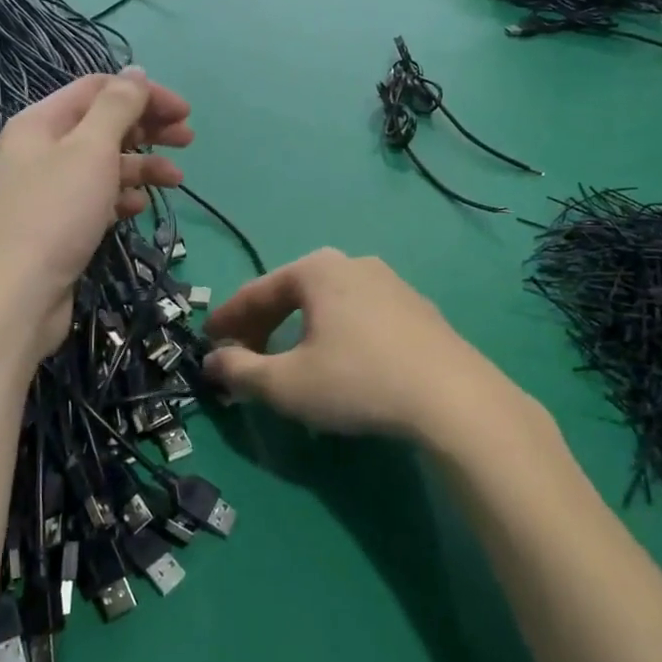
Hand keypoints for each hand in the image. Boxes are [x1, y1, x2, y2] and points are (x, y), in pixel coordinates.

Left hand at [0, 67, 192, 358]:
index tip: (184, 112)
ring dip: (142, 166)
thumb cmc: (55, 213)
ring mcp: (51, 190)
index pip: (98, 89)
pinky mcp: (60, 225)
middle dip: (148, 128)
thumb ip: (118, 106)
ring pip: (105, 164)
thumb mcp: (90, 148)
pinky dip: (122, 197)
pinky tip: (139, 207)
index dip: (144, 94)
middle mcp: (43, 150)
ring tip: (176, 180)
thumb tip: (136, 72)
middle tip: (189, 139)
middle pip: (104, 125)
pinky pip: (98, 198)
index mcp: (42, 122)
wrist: (15, 295)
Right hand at [204, 249, 491, 439]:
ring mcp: (391, 283)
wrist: (453, 398)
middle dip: (263, 325)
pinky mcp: (417, 308)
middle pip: (292, 293)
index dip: (228, 319)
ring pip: (327, 304)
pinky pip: (359, 316)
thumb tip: (213, 361)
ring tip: (289, 362)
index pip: (256, 292)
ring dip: (299, 330)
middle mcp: (353, 263)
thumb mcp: (287, 385)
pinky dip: (335, 334)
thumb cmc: (357, 381)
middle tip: (244, 355)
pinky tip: (338, 363)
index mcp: (316, 269)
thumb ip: (240, 371)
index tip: (208, 341)